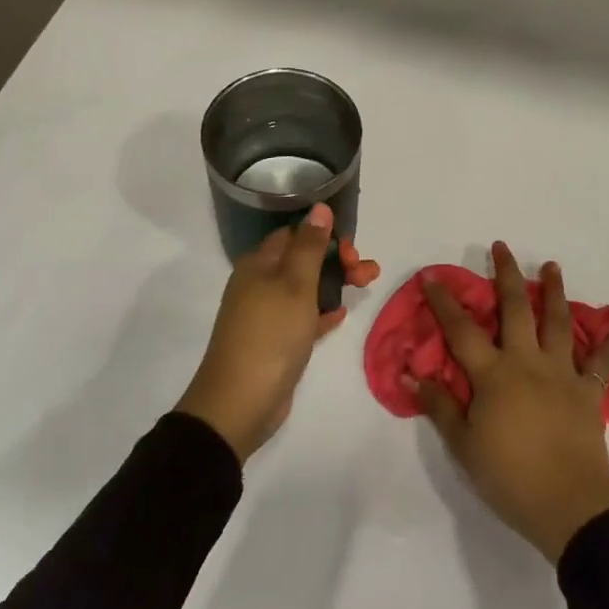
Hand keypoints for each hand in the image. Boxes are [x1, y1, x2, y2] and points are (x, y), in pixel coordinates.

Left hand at [177, 203, 379, 461]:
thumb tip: (320, 207)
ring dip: (335, 283)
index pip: (294, 234)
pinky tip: (341, 314)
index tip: (351, 249)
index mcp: (259, 263)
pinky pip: (302, 317)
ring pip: (306, 288)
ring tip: (368, 285)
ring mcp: (266, 313)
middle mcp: (259, 283)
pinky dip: (321, 311)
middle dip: (337, 260)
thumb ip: (310, 245)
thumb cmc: (270, 334)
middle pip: (303, 259)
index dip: (324, 235)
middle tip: (367, 272)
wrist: (240, 402)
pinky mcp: (275, 341)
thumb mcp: (295, 284)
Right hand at [411, 242, 608, 562]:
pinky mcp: (588, 392)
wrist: (569, 506)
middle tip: (502, 247)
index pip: (461, 330)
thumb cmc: (509, 476)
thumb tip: (412, 373)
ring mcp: (562, 374)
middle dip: (506, 275)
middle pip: (516, 309)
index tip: (432, 276)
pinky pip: (602, 362)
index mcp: (493, 375)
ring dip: (555, 291)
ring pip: (559, 323)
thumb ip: (439, 405)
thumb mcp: (463, 445)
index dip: (444, 302)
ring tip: (552, 266)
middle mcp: (527, 362)